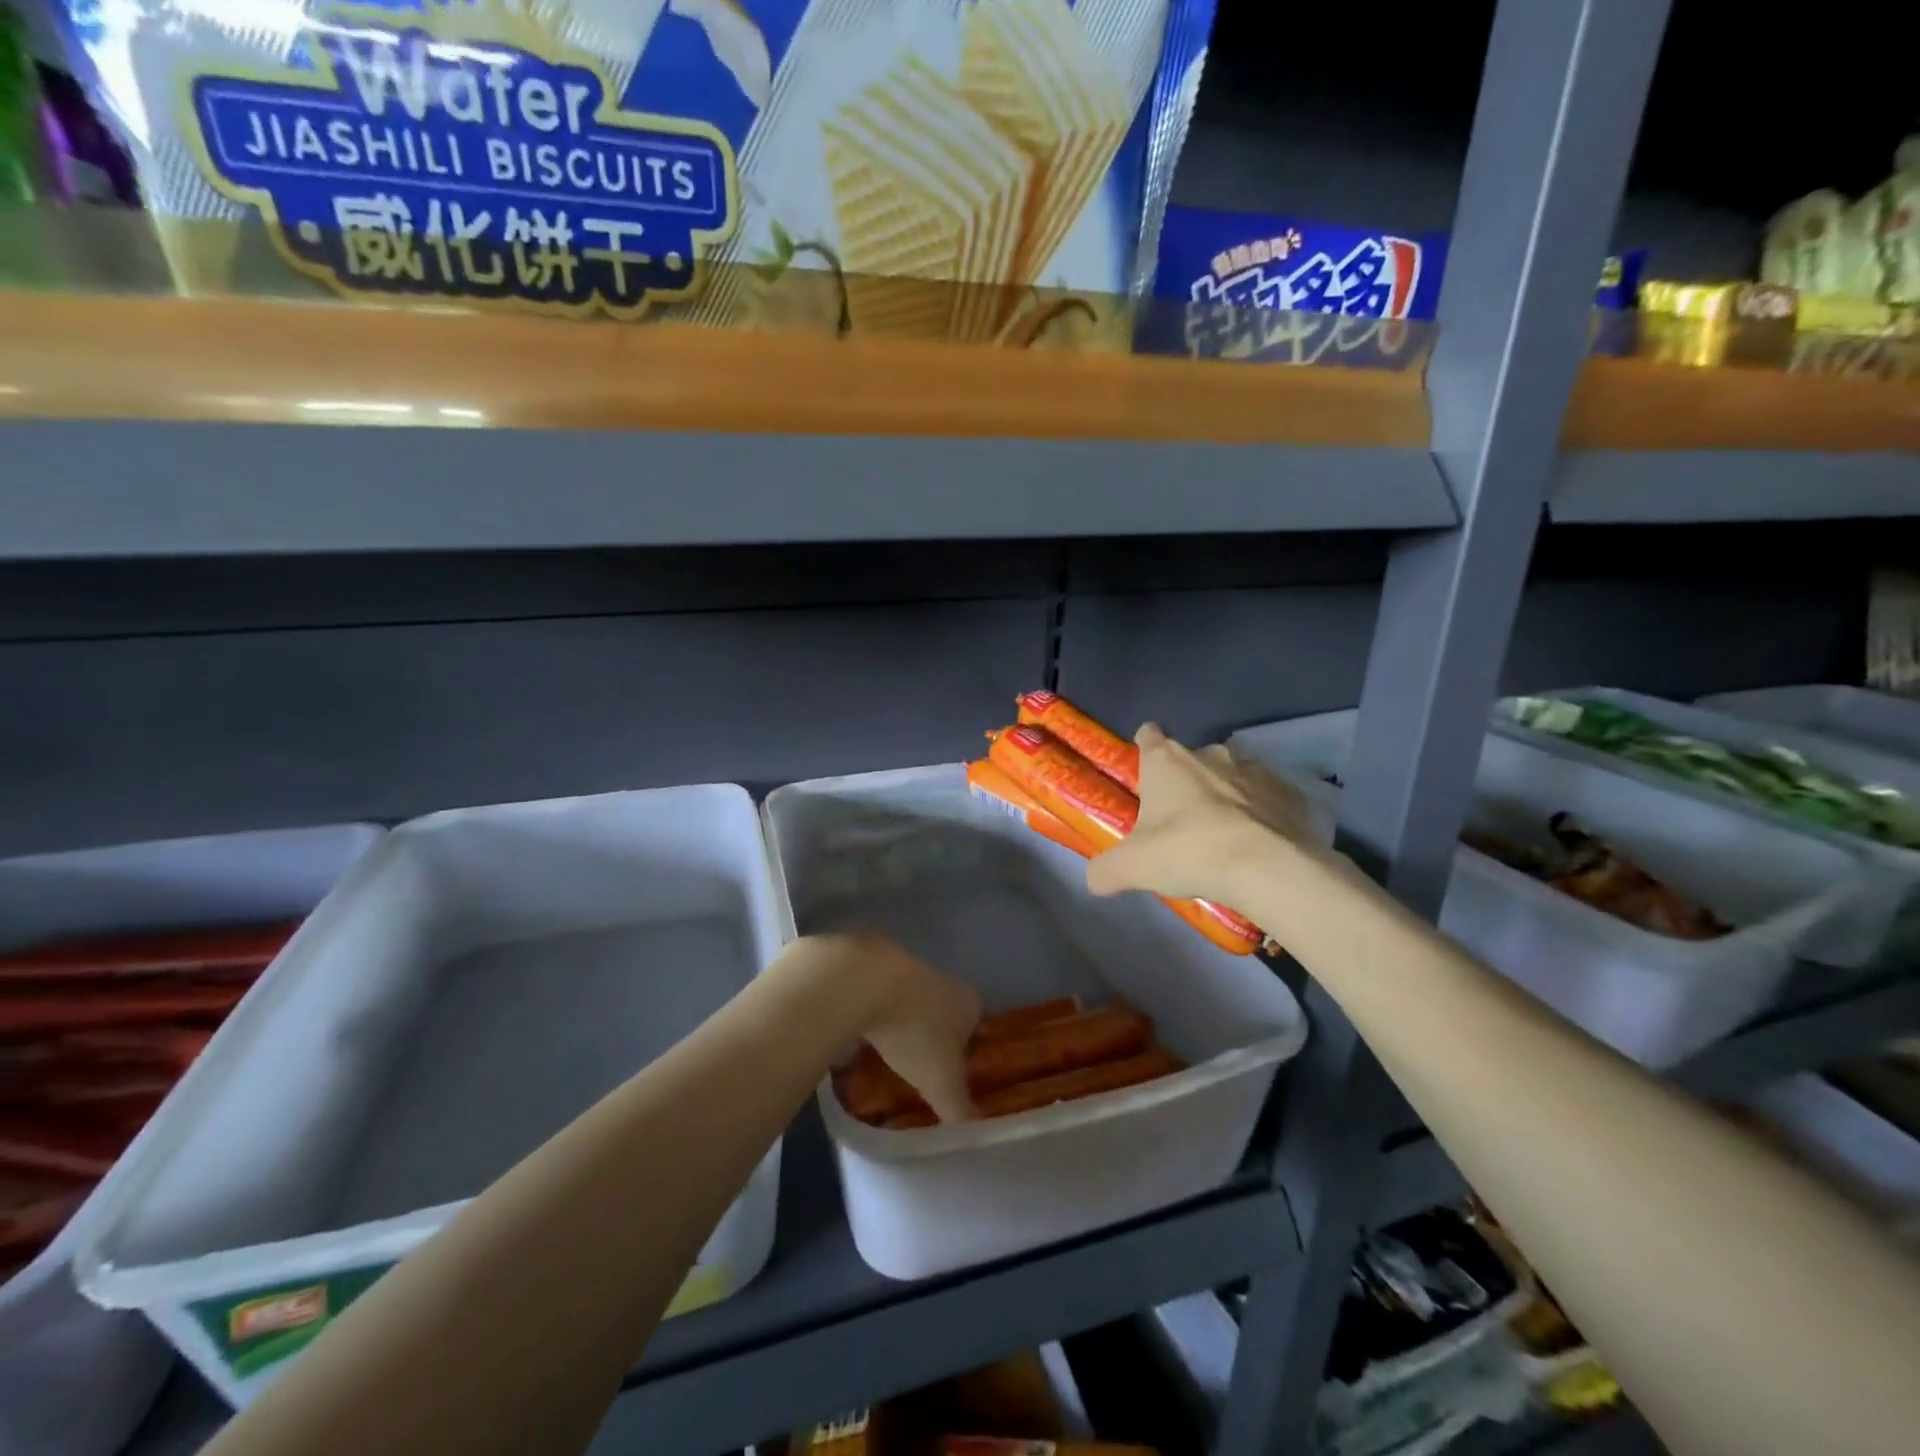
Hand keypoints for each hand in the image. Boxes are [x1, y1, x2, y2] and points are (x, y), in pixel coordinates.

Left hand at [805, 933, 982, 1124]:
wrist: (867, 982)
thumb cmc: (916, 1033)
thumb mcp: (941, 1083)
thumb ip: (959, 1111)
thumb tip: (975, 1137)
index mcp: (970, 1004)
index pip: (978, 1028)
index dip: (969, 1053)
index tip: (954, 1076)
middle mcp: (946, 981)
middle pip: (946, 1015)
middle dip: (936, 1040)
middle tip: (922, 1072)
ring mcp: (910, 970)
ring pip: (914, 1005)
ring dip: (905, 1026)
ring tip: (891, 1058)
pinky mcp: (876, 968)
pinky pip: (883, 999)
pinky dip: (878, 1016)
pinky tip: (864, 1037)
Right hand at [1085, 723, 1323, 907]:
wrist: (1267, 867)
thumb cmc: (1187, 852)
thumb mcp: (1131, 868)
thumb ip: (1105, 870)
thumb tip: (1093, 880)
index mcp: (1166, 760)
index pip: (1148, 735)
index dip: (1144, 751)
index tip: (1144, 777)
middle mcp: (1209, 754)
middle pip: (1190, 760)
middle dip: (1185, 784)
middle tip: (1179, 824)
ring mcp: (1253, 769)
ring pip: (1231, 776)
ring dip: (1225, 797)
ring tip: (1222, 837)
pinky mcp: (1288, 792)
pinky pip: (1267, 798)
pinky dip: (1261, 815)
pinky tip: (1257, 844)